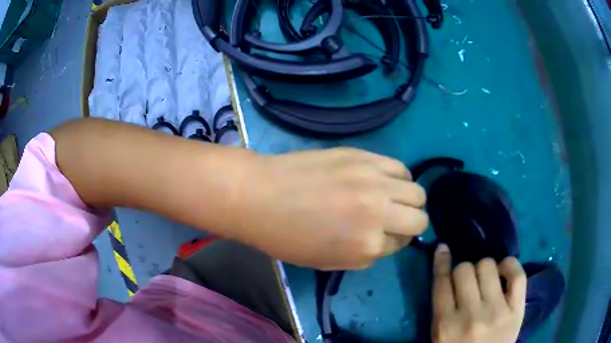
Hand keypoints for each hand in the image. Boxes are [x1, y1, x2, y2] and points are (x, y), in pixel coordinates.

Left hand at [229, 147, 427, 269]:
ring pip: (418, 191)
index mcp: (368, 245)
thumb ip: (366, 255)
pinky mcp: (365, 156)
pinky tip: (383, 180)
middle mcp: (380, 213)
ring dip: (408, 200)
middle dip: (410, 224)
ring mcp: (374, 180)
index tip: (381, 236)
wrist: (260, 195)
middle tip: (392, 220)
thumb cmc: (287, 237)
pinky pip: (400, 167)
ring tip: (389, 198)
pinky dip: (398, 177)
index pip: (401, 244)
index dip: (392, 242)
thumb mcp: (329, 261)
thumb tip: (386, 239)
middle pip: (419, 219)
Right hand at [431, 244, 526, 342]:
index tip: (443, 249)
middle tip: (468, 281)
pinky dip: (509, 265)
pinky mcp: (516, 310)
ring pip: (488, 266)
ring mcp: (496, 311)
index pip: (442, 283)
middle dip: (464, 271)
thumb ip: (441, 310)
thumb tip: (447, 275)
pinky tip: (503, 270)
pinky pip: (517, 274)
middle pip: (464, 269)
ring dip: (484, 269)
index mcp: (446, 326)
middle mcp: (471, 315)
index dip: (442, 262)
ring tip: (486, 279)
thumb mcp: (439, 337)